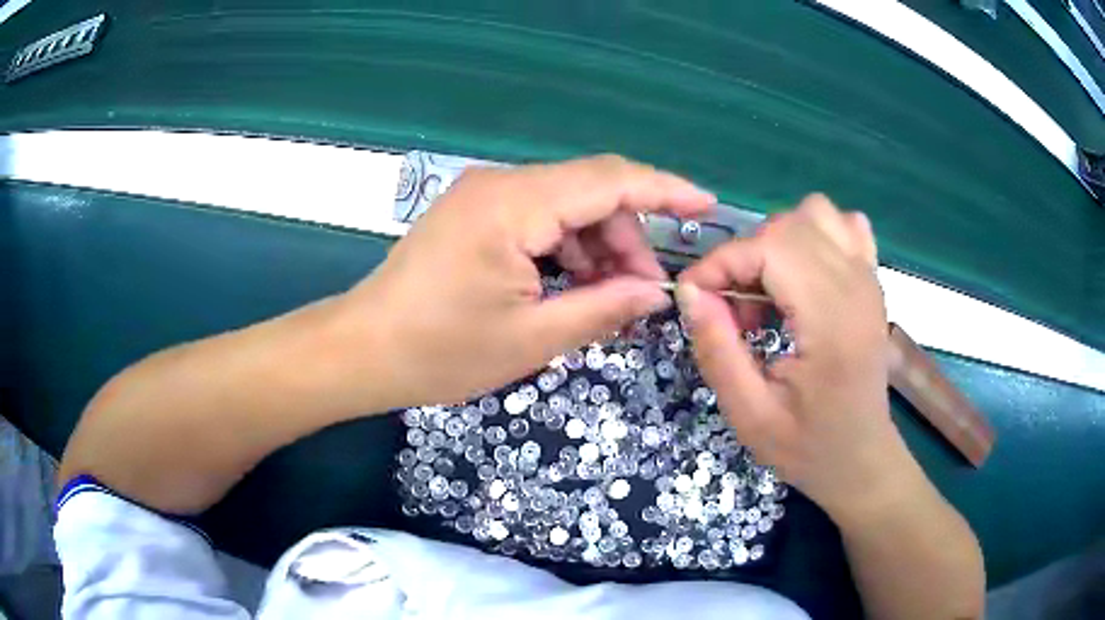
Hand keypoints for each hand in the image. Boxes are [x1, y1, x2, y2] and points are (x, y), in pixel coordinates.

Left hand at [339, 155, 713, 408]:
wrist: (362, 350)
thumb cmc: (439, 352)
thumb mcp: (531, 339)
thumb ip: (603, 308)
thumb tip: (656, 293)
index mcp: (513, 206)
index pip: (608, 180)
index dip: (664, 190)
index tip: (707, 206)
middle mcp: (500, 184)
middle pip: (590, 192)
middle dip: (628, 238)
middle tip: (645, 294)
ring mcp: (483, 196)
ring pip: (566, 206)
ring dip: (597, 247)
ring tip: (610, 299)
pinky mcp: (474, 214)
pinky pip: (538, 218)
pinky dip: (566, 249)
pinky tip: (573, 286)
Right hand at [676, 194, 916, 520]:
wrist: (861, 461)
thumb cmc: (808, 447)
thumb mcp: (749, 415)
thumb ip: (717, 350)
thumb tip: (691, 292)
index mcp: (831, 321)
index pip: (770, 248)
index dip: (722, 262)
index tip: (695, 297)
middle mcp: (856, 287)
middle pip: (789, 225)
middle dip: (745, 256)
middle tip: (733, 309)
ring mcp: (870, 279)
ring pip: (817, 214)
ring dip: (779, 240)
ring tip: (769, 288)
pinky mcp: (873, 282)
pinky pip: (846, 226)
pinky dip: (817, 235)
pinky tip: (806, 276)